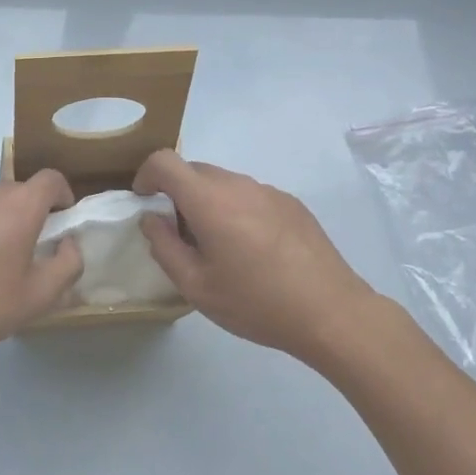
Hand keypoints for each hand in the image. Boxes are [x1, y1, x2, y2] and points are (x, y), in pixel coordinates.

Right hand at [134, 149, 383, 360]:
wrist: (331, 313)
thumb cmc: (256, 302)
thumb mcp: (196, 286)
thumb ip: (164, 247)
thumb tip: (152, 219)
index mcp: (209, 200)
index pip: (165, 161)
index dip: (146, 174)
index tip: (144, 200)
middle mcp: (238, 184)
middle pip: (194, 170)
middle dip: (177, 193)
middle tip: (180, 235)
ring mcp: (268, 191)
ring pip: (224, 183)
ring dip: (208, 202)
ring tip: (219, 247)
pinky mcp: (291, 203)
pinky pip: (250, 195)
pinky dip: (237, 210)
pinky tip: (253, 250)